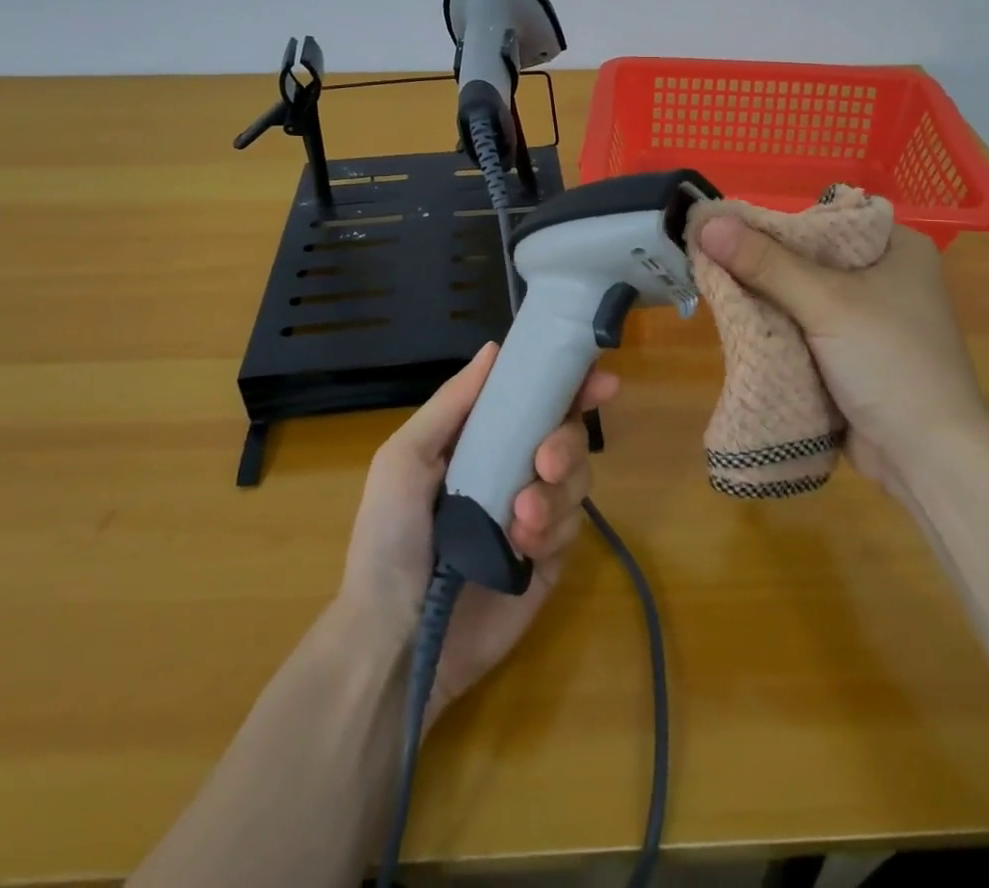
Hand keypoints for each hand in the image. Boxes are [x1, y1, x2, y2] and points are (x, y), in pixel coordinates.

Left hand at [338, 342, 617, 724]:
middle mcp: (513, 469)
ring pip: (578, 479)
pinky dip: (553, 529)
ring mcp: (534, 515)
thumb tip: (495, 348)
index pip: (535, 401)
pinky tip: (522, 547)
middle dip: (566, 442)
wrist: (396, 639)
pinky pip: (573, 527)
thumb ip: (452, 404)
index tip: (599, 380)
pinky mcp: (549, 560)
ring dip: (556, 492)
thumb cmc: (389, 537)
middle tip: (546, 462)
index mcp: (481, 441)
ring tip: (520, 519)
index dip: (569, 385)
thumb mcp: (405, 459)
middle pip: (568, 435)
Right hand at [696, 215, 988, 492]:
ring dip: (766, 299)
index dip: (773, 222)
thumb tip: (707, 224)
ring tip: (715, 287)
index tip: (725, 229)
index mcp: (897, 248)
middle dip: (763, 265)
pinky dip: (778, 328)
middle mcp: (886, 276)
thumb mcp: (826, 304)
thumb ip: (766, 264)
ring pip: (803, 296)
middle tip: (710, 260)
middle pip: (809, 258)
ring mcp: (871, 319)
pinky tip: (740, 323)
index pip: (823, 219)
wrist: (929, 459)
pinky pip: (806, 329)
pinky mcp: (854, 355)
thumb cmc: (889, 363)